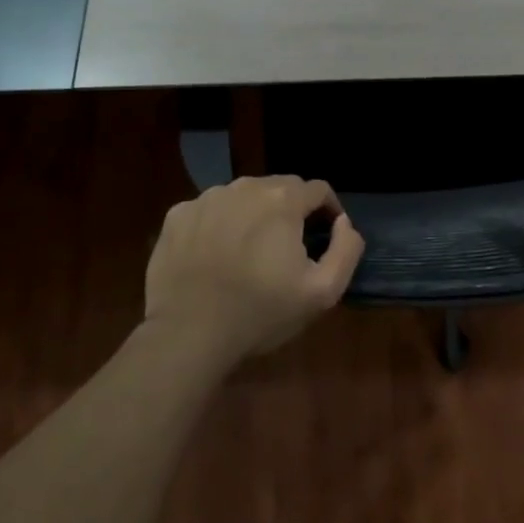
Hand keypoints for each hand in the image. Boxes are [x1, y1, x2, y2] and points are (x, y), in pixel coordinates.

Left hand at [145, 176, 364, 360]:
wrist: (187, 335)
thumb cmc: (260, 313)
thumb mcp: (322, 292)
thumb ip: (346, 249)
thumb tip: (343, 223)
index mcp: (282, 200)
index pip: (318, 189)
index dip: (328, 211)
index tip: (325, 237)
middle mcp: (245, 187)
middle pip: (280, 188)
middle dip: (291, 211)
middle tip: (289, 248)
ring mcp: (206, 199)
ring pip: (243, 196)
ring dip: (254, 214)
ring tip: (251, 251)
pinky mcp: (177, 216)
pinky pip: (210, 210)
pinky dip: (219, 224)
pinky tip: (216, 255)